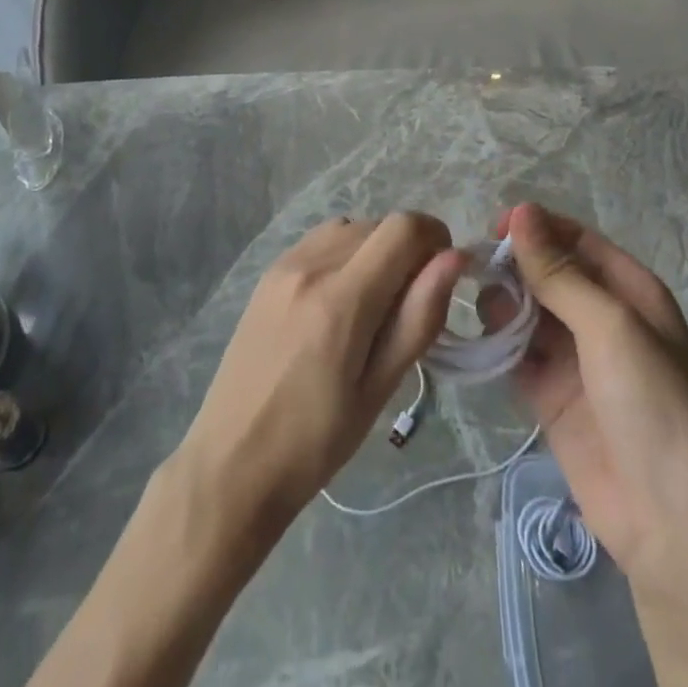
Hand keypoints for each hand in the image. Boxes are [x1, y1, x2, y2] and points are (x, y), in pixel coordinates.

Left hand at [174, 212, 466, 525]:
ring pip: (349, 226)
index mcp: (342, 298)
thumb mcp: (380, 388)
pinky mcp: (268, 273)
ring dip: (374, 248)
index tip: (443, 275)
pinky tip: (339, 298)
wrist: (232, 461)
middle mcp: (311, 265)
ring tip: (374, 301)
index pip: (403, 229)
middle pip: (378, 224)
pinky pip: (320, 240)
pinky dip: (344, 252)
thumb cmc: (316, 440)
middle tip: (409, 304)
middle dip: (407, 250)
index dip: (435, 238)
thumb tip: (455, 259)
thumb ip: (420, 317)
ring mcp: (284, 264)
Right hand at [489, 203, 687, 686]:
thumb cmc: (652, 406)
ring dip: (503, 306)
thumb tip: (521, 211)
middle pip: (547, 274)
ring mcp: (575, 358)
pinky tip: (479, 342)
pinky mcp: (551, 396)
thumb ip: (559, 273)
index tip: (493, 228)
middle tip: (477, 273)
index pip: (575, 241)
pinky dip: (498, 345)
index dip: (536, 228)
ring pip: (527, 312)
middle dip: (513, 268)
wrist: (671, 523)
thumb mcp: (610, 327)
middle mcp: (601, 317)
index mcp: (629, 291)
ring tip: (487, 315)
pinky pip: (517, 355)